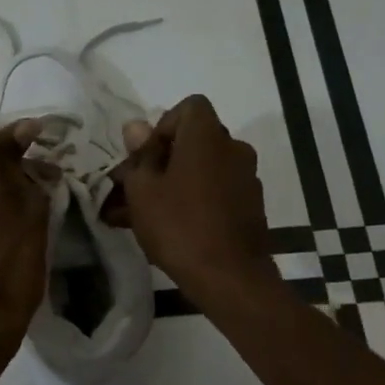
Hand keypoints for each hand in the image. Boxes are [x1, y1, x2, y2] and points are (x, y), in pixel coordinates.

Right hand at [108, 95, 279, 309]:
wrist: (229, 277)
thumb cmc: (178, 225)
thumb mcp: (143, 190)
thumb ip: (139, 155)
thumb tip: (136, 127)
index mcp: (208, 137)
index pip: (189, 107)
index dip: (163, 126)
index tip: (145, 157)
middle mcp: (233, 149)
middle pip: (194, 141)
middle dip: (163, 160)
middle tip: (134, 188)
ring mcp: (246, 179)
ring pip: (201, 171)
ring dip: (173, 184)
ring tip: (139, 215)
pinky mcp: (250, 207)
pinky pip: (214, 193)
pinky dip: (193, 202)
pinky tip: (168, 229)